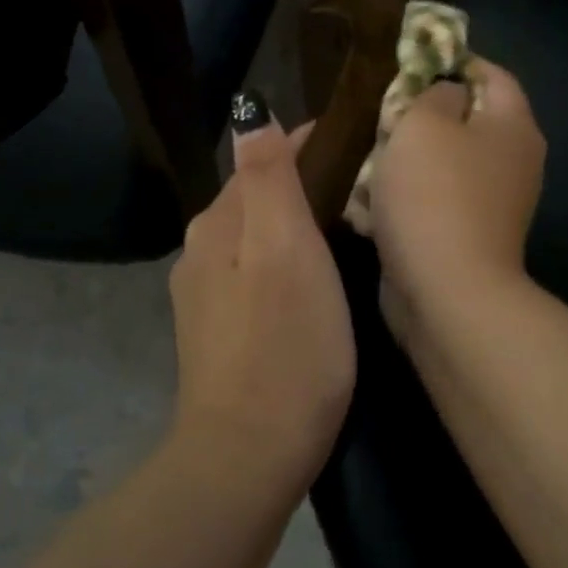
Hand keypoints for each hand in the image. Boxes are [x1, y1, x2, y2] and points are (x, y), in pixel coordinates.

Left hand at [169, 95, 354, 486]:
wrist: (249, 455)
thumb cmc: (284, 344)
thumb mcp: (284, 248)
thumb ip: (268, 178)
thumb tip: (253, 112)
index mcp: (218, 224)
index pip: (264, 159)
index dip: (309, 145)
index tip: (359, 142)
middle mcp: (202, 251)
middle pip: (257, 197)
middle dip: (304, 183)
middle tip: (365, 188)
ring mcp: (205, 297)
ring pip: (256, 238)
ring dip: (295, 224)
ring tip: (347, 230)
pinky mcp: (218, 333)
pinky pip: (255, 275)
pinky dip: (285, 262)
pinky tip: (314, 282)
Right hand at [371, 60, 546, 337]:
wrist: (446, 292)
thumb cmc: (435, 194)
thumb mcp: (423, 123)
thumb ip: (432, 94)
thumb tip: (443, 95)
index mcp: (512, 126)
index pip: (490, 74)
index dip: (450, 61)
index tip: (406, 64)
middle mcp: (511, 162)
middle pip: (464, 120)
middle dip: (418, 115)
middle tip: (378, 112)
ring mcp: (490, 204)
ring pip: (443, 164)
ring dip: (404, 160)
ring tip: (364, 155)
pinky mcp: (464, 237)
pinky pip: (432, 203)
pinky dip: (405, 200)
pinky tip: (368, 202)